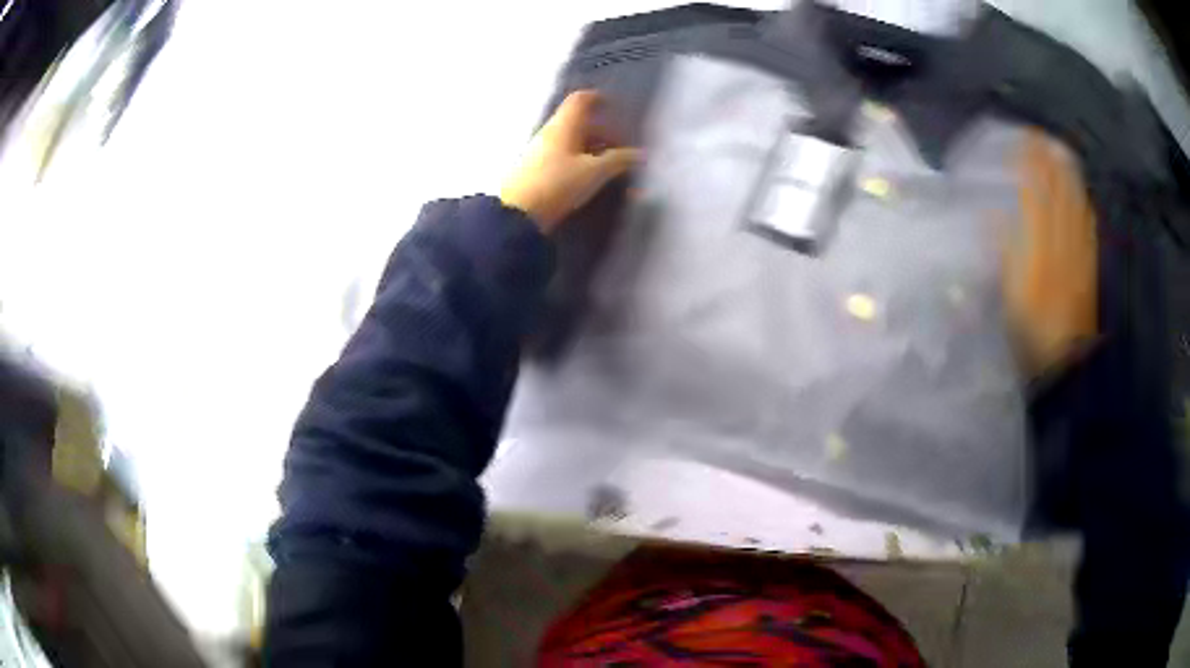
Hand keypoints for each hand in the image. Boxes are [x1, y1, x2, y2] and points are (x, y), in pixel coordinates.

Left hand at [500, 91, 639, 233]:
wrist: (516, 215)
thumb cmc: (558, 184)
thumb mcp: (594, 172)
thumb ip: (619, 160)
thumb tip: (641, 154)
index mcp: (563, 125)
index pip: (580, 100)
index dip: (598, 99)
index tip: (614, 107)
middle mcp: (549, 133)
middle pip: (578, 123)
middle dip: (602, 131)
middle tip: (622, 147)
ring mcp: (539, 151)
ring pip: (571, 141)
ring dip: (592, 149)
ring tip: (610, 167)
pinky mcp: (534, 171)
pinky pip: (562, 157)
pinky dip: (579, 161)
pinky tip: (590, 178)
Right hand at [1003, 132, 1097, 376]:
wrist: (1066, 364)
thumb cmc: (1031, 331)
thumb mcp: (1010, 294)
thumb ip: (1005, 252)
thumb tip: (993, 215)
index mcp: (1040, 244)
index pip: (1037, 192)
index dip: (1031, 164)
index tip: (1023, 138)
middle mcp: (1063, 240)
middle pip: (1059, 193)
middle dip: (1051, 163)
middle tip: (1041, 137)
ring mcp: (1079, 252)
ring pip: (1075, 205)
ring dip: (1068, 178)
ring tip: (1061, 155)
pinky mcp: (1089, 267)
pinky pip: (1087, 227)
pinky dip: (1083, 205)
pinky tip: (1083, 197)